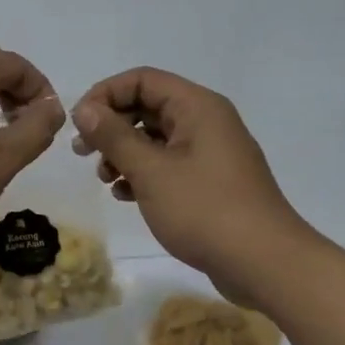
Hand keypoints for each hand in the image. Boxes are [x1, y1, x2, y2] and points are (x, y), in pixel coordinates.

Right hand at [71, 67, 308, 301]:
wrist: (265, 264)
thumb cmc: (205, 210)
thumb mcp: (150, 171)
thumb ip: (113, 136)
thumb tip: (84, 109)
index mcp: (197, 107)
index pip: (142, 80)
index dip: (105, 94)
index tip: (79, 124)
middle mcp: (206, 121)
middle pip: (147, 106)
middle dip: (111, 126)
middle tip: (82, 153)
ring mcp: (210, 152)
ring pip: (154, 138)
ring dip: (123, 153)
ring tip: (105, 179)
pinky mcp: (210, 181)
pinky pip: (168, 163)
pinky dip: (142, 173)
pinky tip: (125, 195)